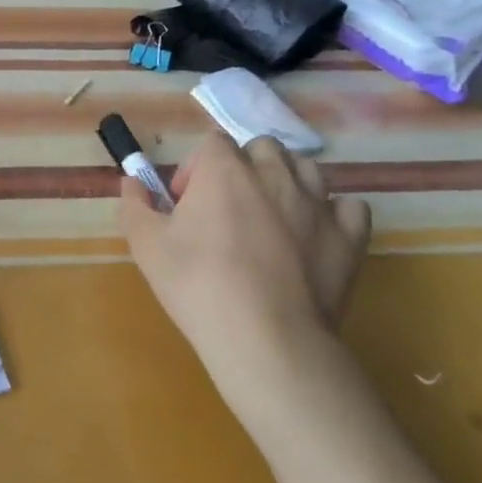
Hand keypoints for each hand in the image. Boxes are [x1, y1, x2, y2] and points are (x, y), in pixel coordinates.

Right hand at [118, 133, 370, 429]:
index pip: (212, 143)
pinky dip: (333, 213)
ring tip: (270, 216)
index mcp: (225, 170)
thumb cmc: (197, 284)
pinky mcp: (349, 237)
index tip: (185, 205)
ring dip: (286, 181)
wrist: (265, 339)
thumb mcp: (145, 244)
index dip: (195, 169)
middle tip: (227, 208)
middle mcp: (274, 174)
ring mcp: (318, 204)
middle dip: (243, 167)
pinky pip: (349, 206)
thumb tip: (132, 182)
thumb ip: (133, 203)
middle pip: (261, 147)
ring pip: (306, 168)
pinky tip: (315, 233)